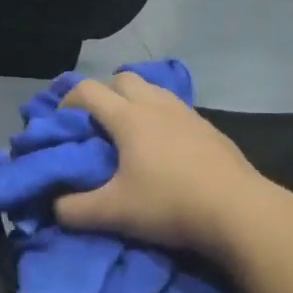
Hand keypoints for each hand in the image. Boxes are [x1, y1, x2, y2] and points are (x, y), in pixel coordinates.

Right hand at [58, 74, 272, 256]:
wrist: (237, 210)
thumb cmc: (169, 204)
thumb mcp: (113, 213)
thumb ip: (75, 210)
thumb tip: (55, 207)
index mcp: (129, 118)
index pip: (88, 91)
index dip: (67, 100)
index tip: (60, 122)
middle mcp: (157, 106)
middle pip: (123, 79)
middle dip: (103, 93)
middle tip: (95, 123)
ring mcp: (187, 114)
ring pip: (153, 90)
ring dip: (134, 101)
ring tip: (128, 131)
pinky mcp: (209, 129)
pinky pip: (176, 108)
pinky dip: (160, 116)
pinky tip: (163, 146)